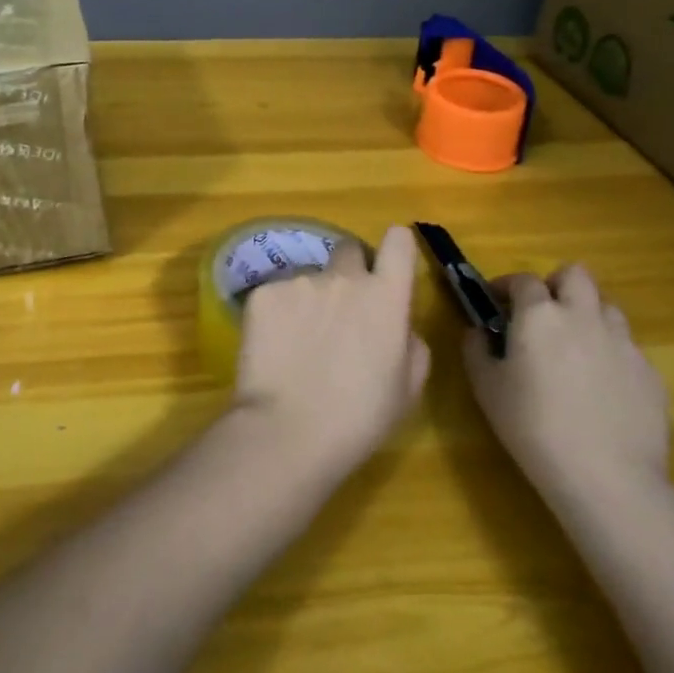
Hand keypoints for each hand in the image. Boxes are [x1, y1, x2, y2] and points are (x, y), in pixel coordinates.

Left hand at [234, 226, 430, 480]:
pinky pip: (276, 295)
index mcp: (385, 296)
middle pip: (349, 250)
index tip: (389, 266)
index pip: (399, 241)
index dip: (396, 248)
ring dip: (310, 299)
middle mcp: (343, 277)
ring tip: (300, 343)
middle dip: (349, 270)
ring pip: (309, 277)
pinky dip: (278, 314)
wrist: (288, 432)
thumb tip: (400, 325)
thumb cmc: (359, 418)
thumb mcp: (408, 389)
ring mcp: (299, 281)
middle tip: (341, 310)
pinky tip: (275, 348)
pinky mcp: (263, 292)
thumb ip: (410, 344)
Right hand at [462, 263, 668, 508]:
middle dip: (557, 284)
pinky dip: (612, 356)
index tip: (496, 301)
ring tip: (576, 348)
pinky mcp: (651, 374)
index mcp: (540, 314)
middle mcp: (584, 316)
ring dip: (589, 316)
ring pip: (607, 308)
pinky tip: (602, 390)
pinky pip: (628, 350)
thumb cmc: (533, 428)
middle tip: (543, 312)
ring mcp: (623, 343)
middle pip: (576, 275)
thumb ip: (476, 350)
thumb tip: (478, 332)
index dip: (507, 285)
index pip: (523, 280)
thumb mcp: (486, 389)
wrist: (607, 479)